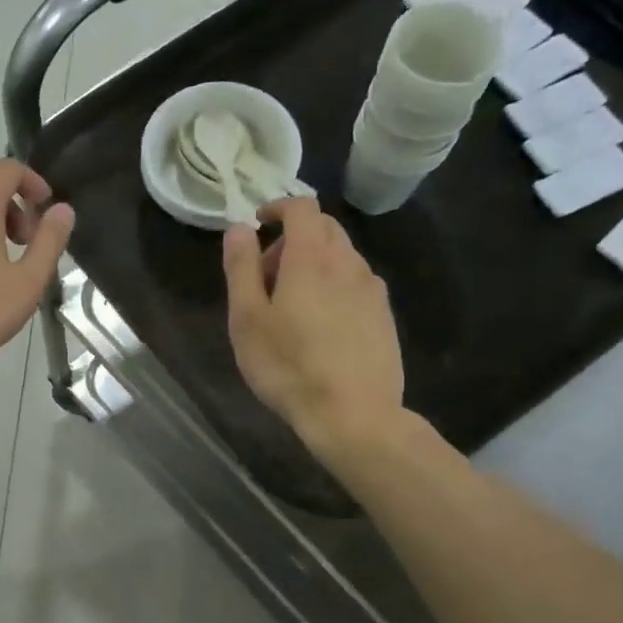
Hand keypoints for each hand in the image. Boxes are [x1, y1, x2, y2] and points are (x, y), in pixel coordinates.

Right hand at [222, 198, 405, 450]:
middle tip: (266, 276)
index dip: (278, 208)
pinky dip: (333, 285)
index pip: (302, 207)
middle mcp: (348, 263)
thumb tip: (238, 229)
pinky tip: (320, 325)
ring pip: (341, 256)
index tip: (258, 225)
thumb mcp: (247, 319)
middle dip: (292, 238)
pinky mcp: (384, 315)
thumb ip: (241, 268)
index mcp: (311, 258)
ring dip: (314, 263)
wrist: (353, 414)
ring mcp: (372, 289)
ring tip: (291, 306)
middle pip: (324, 228)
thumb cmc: (288, 366)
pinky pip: (355, 283)